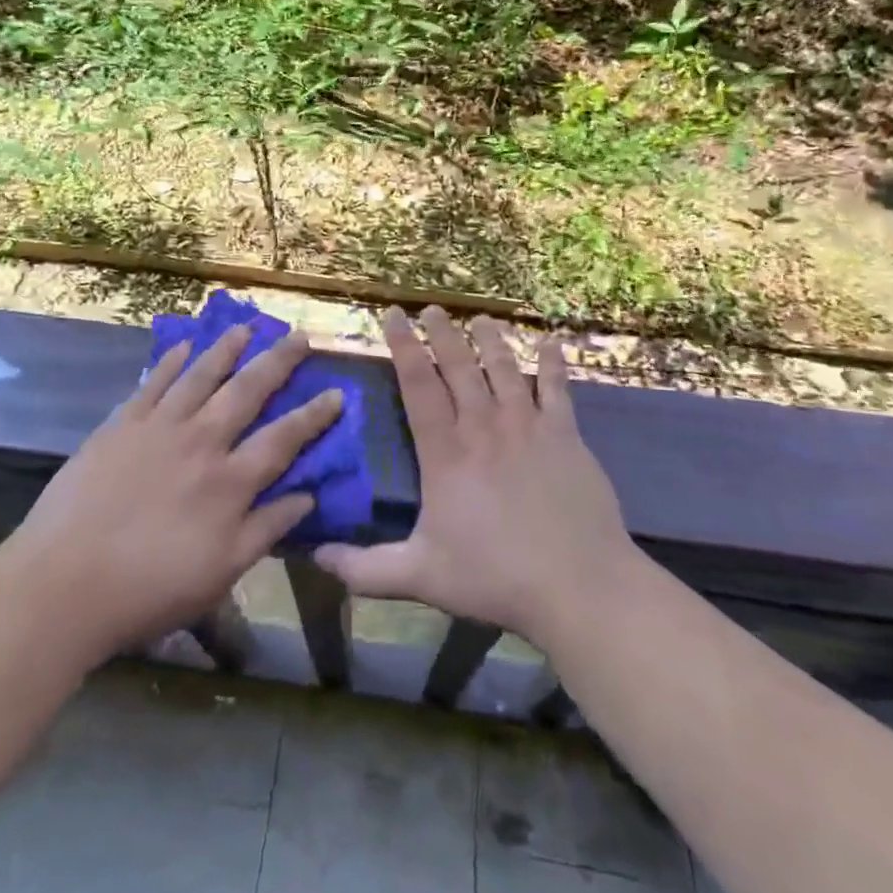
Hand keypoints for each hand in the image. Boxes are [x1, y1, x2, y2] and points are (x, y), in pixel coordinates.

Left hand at [11, 325, 340, 665]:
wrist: (63, 584)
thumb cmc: (149, 589)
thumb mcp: (221, 573)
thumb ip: (266, 529)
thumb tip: (307, 496)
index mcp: (230, 482)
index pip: (284, 438)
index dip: (314, 415)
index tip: (337, 392)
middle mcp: (202, 442)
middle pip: (248, 391)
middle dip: (278, 362)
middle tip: (299, 336)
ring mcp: (159, 427)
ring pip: (201, 376)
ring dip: (227, 349)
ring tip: (246, 327)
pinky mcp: (121, 425)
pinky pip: (152, 383)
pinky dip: (170, 362)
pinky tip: (183, 347)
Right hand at [315, 307, 639, 649]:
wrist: (578, 585)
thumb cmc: (495, 577)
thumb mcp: (420, 577)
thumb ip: (365, 569)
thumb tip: (315, 557)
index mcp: (446, 453)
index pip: (418, 385)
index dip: (403, 346)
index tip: (392, 315)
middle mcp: (484, 427)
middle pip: (459, 367)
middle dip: (442, 333)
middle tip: (431, 308)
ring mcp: (528, 427)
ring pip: (504, 369)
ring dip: (490, 340)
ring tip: (479, 318)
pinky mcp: (566, 436)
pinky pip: (558, 389)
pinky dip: (553, 363)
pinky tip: (550, 341)